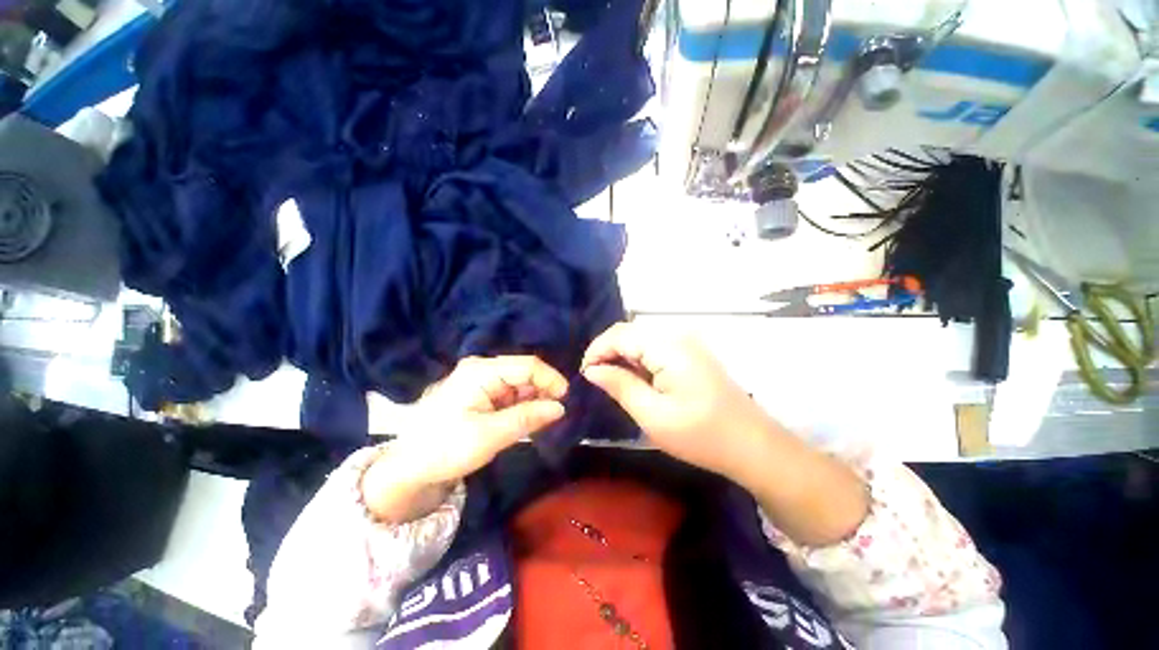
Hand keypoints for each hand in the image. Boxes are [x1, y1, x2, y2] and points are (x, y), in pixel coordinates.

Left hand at [362, 356, 567, 520]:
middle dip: (542, 390)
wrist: (409, 469)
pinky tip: (526, 419)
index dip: (550, 379)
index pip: (526, 365)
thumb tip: (560, 407)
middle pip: (523, 372)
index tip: (566, 400)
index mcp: (480, 372)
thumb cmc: (446, 449)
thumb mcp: (490, 435)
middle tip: (556, 414)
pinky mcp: (479, 394)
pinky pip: (508, 394)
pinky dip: (521, 405)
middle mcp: (481, 369)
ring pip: (518, 383)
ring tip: (542, 420)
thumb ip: (527, 417)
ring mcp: (479, 380)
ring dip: (532, 399)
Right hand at [583, 322, 868, 545]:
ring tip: (614, 383)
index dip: (597, 350)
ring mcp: (687, 343)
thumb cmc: (701, 435)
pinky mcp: (691, 354)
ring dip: (623, 358)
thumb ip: (620, 385)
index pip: (619, 334)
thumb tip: (592, 370)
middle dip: (608, 353)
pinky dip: (640, 362)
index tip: (585, 375)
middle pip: (630, 333)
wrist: (753, 446)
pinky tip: (637, 381)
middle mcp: (677, 336)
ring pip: (642, 340)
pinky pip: (656, 349)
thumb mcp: (652, 415)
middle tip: (597, 381)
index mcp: (668, 346)